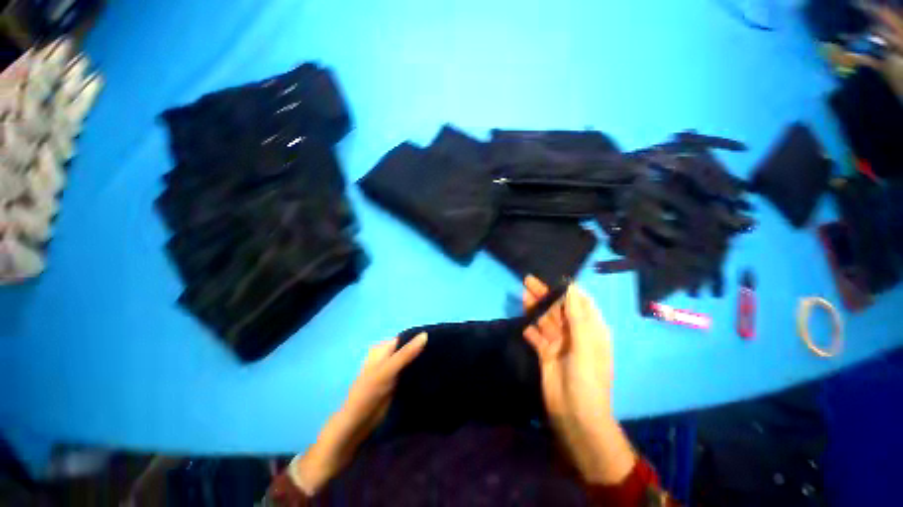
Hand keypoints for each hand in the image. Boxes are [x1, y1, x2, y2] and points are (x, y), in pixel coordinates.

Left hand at [292, 333, 427, 493]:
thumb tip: (425, 335)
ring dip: (422, 361)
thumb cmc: (367, 395)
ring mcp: (391, 371)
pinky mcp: (395, 384)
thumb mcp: (386, 371)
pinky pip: (409, 373)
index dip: (420, 338)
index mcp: (382, 349)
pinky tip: (430, 374)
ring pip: (410, 361)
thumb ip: (405, 354)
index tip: (438, 340)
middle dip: (422, 350)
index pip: (405, 338)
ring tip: (439, 361)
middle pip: (408, 349)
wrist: (354, 428)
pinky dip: (418, 372)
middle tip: (440, 352)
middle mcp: (387, 357)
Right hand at [522, 276, 634, 484]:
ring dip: (535, 308)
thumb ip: (576, 315)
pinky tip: (524, 324)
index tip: (553, 277)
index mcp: (590, 330)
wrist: (576, 415)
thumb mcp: (585, 344)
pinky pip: (537, 337)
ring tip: (523, 294)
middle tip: (528, 281)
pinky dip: (531, 330)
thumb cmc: (587, 377)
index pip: (579, 303)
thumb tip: (571, 287)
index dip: (567, 289)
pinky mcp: (546, 354)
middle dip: (544, 295)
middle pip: (558, 309)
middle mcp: (575, 334)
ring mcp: (559, 344)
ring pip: (546, 321)